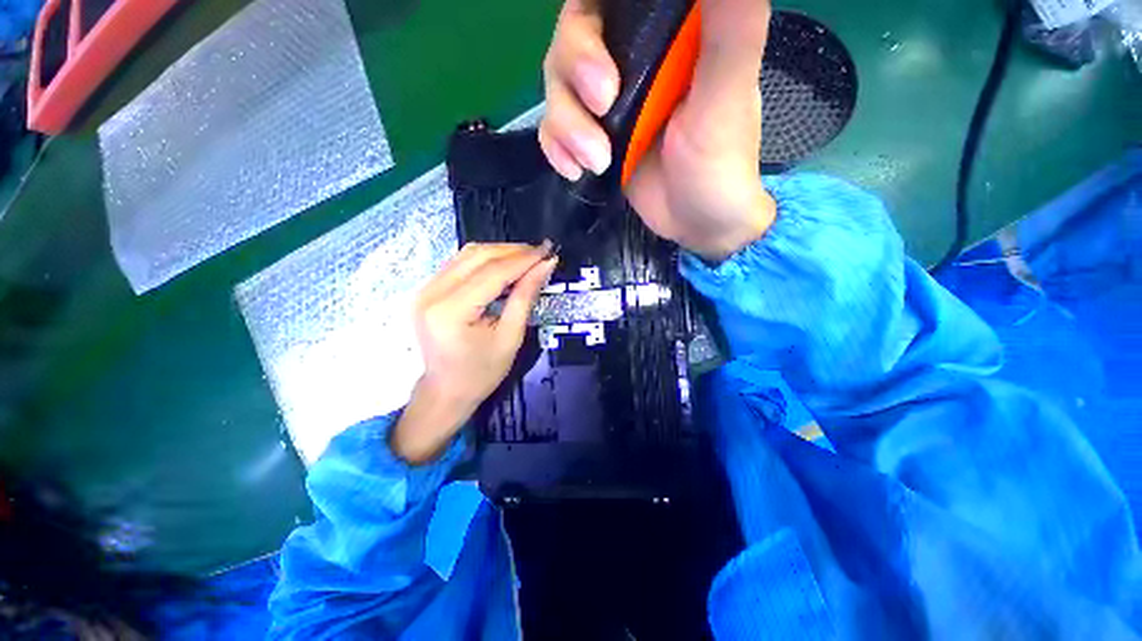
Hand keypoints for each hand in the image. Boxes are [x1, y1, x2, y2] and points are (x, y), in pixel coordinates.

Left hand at [392, 243, 557, 463]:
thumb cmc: (482, 373)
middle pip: (477, 256)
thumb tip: (545, 266)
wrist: (447, 390)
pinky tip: (505, 265)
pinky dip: (486, 260)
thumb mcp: (510, 337)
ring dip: (500, 252)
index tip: (548, 251)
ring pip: (467, 254)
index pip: (492, 273)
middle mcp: (431, 294)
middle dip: (513, 251)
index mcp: (451, 312)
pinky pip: (460, 263)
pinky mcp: (427, 290)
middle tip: (541, 252)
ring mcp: (425, 289)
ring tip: (527, 257)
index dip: (523, 259)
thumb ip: (525, 297)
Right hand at [539, 0, 776, 260]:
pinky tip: (576, 171)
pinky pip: (552, 130)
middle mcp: (630, 59)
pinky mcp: (591, 138)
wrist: (694, 223)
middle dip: (577, 66)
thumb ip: (730, 29)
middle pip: (574, 33)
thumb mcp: (727, 95)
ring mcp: (606, 103)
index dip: (594, 10)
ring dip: (567, 124)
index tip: (601, 45)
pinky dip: (556, 149)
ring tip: (598, 161)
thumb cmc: (720, 162)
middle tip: (603, 104)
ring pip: (556, 85)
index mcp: (666, 34)